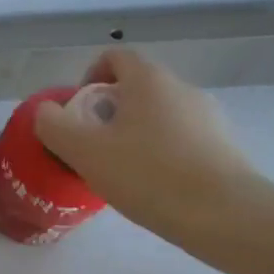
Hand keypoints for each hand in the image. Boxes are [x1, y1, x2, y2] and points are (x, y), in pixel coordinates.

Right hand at [33, 49, 260, 242]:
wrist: (226, 216)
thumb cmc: (149, 174)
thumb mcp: (84, 151)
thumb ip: (54, 126)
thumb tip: (46, 112)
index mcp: (148, 79)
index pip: (114, 57)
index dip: (90, 78)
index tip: (79, 114)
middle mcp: (182, 88)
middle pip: (136, 88)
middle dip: (109, 113)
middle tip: (94, 149)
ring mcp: (209, 117)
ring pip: (159, 116)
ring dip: (136, 135)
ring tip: (123, 173)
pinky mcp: (225, 147)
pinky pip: (182, 140)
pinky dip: (163, 154)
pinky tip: (155, 188)